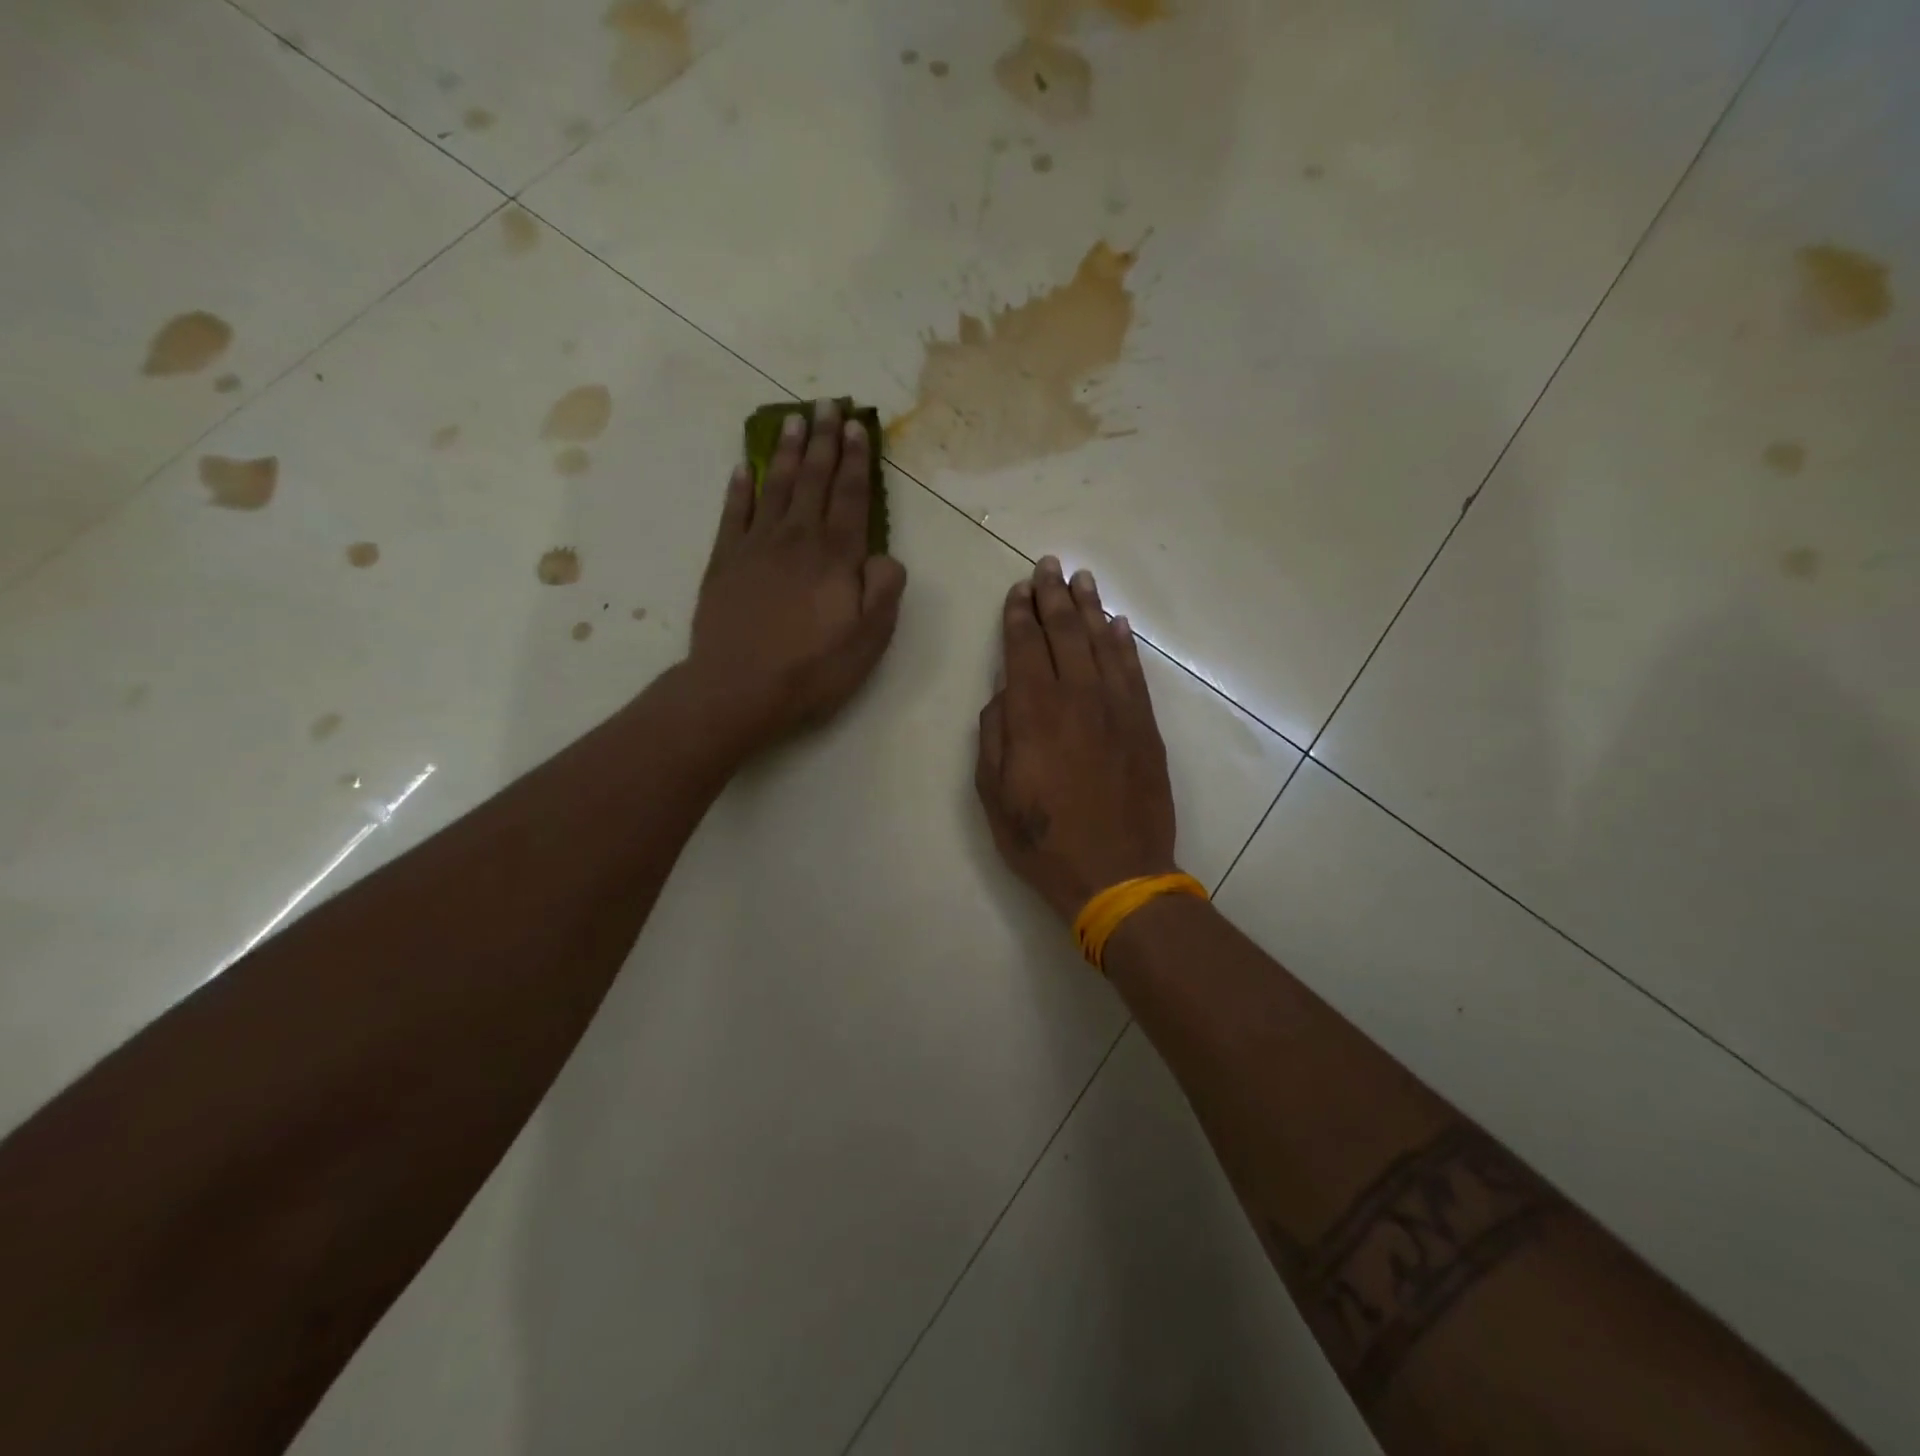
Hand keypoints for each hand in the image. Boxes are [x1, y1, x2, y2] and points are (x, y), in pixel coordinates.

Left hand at [688, 399, 907, 752]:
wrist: (739, 688)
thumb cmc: (812, 668)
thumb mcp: (869, 639)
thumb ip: (884, 590)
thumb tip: (885, 556)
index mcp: (836, 556)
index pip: (852, 497)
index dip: (856, 460)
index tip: (857, 426)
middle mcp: (797, 539)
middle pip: (814, 480)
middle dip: (824, 441)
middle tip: (827, 405)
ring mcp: (756, 546)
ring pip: (777, 487)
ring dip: (788, 452)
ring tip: (794, 420)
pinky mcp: (724, 561)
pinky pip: (734, 513)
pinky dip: (741, 487)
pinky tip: (745, 468)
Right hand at [975, 558, 1178, 922]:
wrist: (1118, 872)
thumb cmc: (1044, 840)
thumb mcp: (993, 795)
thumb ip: (994, 736)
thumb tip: (1004, 695)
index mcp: (1034, 712)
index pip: (1025, 646)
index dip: (1019, 614)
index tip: (1018, 589)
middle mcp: (1077, 697)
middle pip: (1065, 633)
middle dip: (1053, 596)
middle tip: (1048, 565)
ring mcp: (1118, 708)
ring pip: (1102, 643)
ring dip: (1090, 608)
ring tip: (1082, 579)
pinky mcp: (1145, 725)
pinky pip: (1133, 671)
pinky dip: (1123, 644)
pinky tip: (1117, 624)